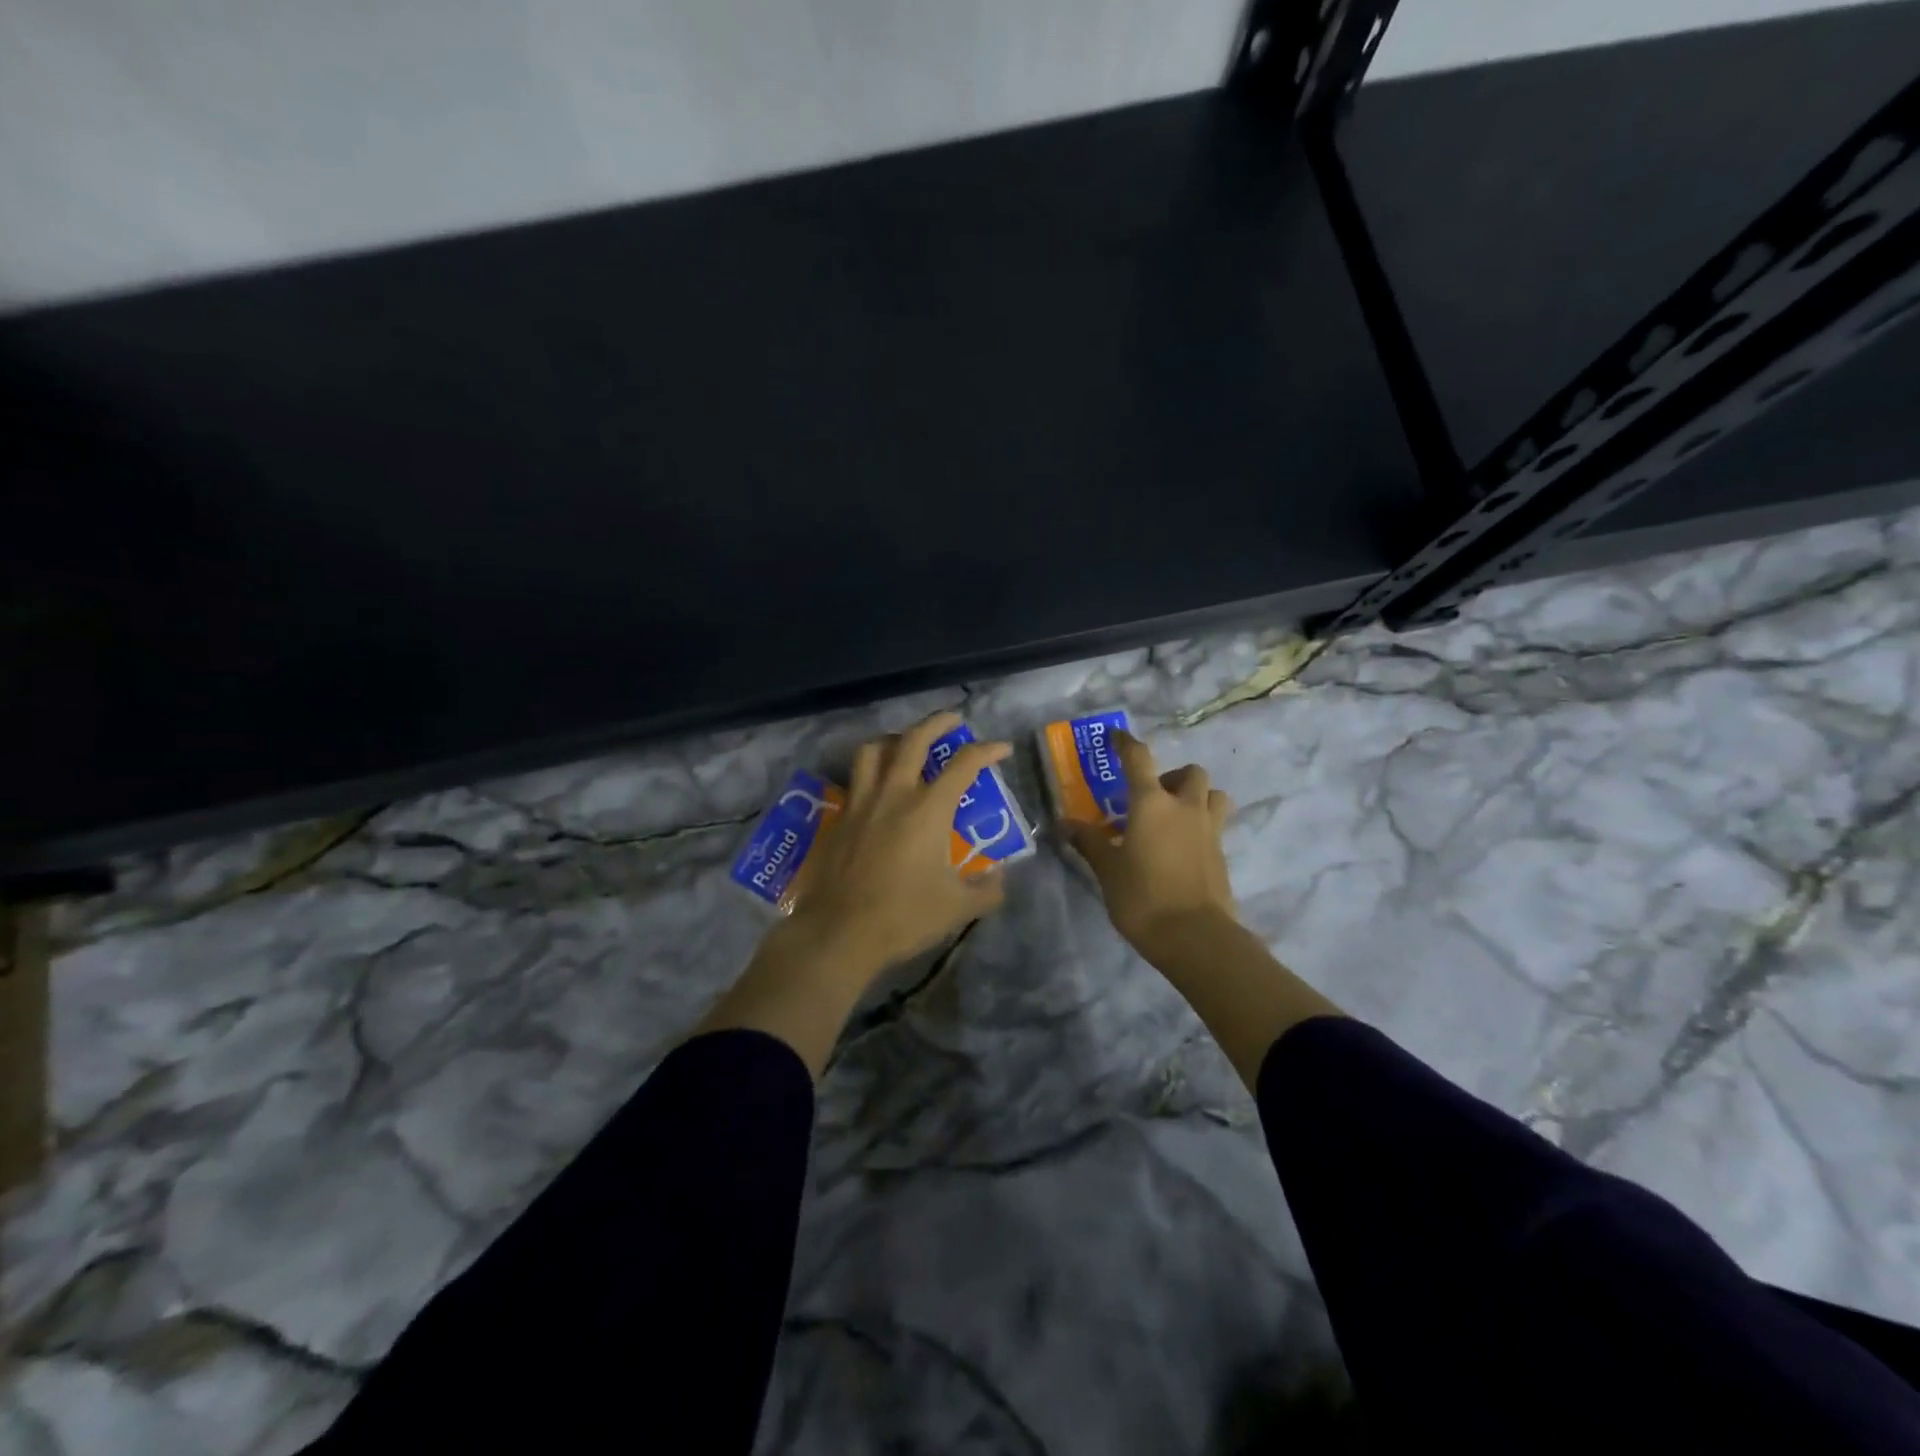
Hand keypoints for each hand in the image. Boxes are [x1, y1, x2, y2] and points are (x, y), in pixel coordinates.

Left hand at [786, 709, 1011, 983]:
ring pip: (873, 751)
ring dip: (894, 739)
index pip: (964, 765)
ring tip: (905, 744)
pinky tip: (876, 788)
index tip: (1002, 748)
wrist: (839, 932)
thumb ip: (986, 890)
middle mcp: (893, 794)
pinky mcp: (839, 818)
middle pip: (914, 740)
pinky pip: (854, 780)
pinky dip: (869, 772)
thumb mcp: (957, 908)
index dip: (987, 750)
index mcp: (928, 809)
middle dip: (937, 723)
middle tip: (953, 720)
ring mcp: (861, 803)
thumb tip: (1000, 878)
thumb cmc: (903, 916)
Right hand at [1067, 730, 1238, 959]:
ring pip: (1213, 794)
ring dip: (1196, 796)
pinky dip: (1201, 824)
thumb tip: (1065, 824)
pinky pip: (1215, 824)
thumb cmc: (1143, 897)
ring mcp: (1209, 829)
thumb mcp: (1107, 870)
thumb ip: (1089, 842)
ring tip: (1175, 818)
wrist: (1195, 937)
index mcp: (1152, 803)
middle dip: (1172, 777)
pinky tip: (1182, 847)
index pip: (1139, 758)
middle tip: (1151, 798)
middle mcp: (1185, 807)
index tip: (1117, 737)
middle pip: (1190, 772)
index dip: (1126, 743)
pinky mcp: (1222, 853)